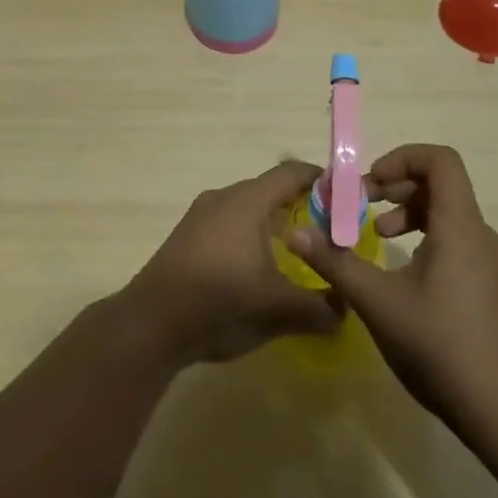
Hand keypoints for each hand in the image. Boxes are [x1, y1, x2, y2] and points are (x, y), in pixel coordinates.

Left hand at [122, 161, 342, 367]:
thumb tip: (346, 305)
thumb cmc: (221, 303)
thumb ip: (321, 307)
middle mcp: (223, 197)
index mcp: (248, 201)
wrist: (151, 324)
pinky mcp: (186, 236)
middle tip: (326, 233)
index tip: (345, 198)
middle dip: (300, 206)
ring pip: (246, 208)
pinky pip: (228, 223)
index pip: (291, 173)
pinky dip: (249, 236)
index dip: (320, 180)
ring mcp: (200, 215)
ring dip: (272, 224)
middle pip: (269, 189)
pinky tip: (256, 270)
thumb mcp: (280, 310)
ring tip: (295, 254)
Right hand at [289, 144, 497, 435]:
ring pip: (446, 213)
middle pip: (439, 183)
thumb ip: (336, 263)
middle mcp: (478, 234)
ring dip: (406, 212)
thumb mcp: (378, 302)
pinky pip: (454, 239)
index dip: (401, 157)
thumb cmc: (440, 347)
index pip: (440, 160)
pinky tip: (402, 274)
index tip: (370, 184)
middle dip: (395, 185)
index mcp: (459, 225)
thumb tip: (294, 233)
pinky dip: (423, 237)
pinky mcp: (488, 285)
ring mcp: (487, 261)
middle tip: (361, 206)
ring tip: (378, 236)